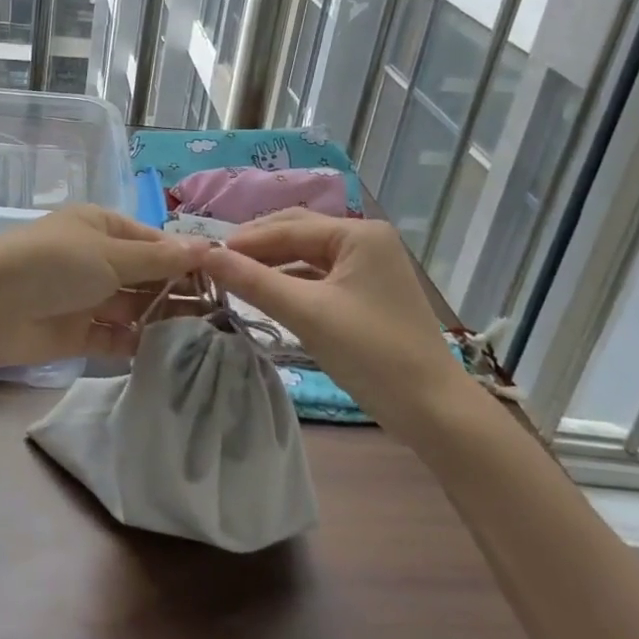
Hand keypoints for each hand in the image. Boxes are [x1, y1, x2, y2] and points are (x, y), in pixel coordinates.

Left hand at [0, 206, 208, 372]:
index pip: (152, 241)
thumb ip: (158, 258)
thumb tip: (207, 247)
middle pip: (145, 275)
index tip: (222, 279)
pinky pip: (116, 337)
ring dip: (162, 319)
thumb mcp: (109, 254)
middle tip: (222, 314)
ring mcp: (86, 296)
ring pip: (133, 308)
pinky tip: (171, 353)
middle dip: (177, 292)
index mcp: (101, 227)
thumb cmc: (54, 263)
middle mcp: (95, 259)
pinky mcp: (77, 333)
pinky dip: (139, 344)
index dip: (184, 258)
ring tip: (206, 337)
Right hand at [203, 211, 476, 428]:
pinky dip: (291, 280)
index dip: (245, 240)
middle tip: (217, 263)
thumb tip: (205, 256)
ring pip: (307, 254)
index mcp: (358, 233)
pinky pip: (320, 275)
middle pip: (298, 232)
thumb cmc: (372, 354)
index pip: (288, 227)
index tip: (205, 255)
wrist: (434, 411)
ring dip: (272, 263)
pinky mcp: (367, 291)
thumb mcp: (307, 314)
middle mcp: (366, 239)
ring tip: (234, 277)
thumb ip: (253, 281)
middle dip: (257, 246)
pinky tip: (266, 293)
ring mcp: (369, 265)